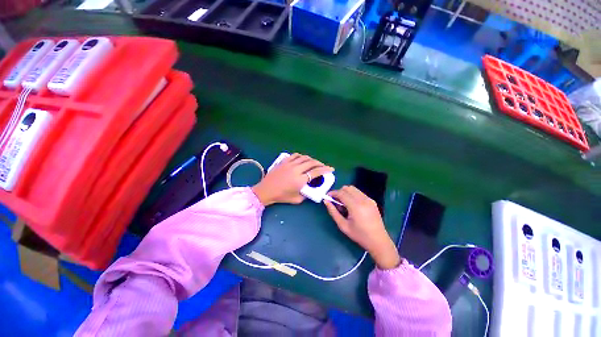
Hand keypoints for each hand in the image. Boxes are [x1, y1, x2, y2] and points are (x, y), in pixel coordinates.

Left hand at [252, 153, 332, 205]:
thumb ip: (306, 195)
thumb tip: (312, 190)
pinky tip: (303, 159)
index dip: (325, 170)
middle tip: (324, 166)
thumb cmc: (281, 196)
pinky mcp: (284, 161)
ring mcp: (289, 164)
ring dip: (312, 159)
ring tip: (315, 163)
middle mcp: (296, 169)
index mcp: (300, 180)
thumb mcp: (296, 199)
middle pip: (312, 163)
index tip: (331, 169)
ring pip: (304, 157)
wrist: (265, 190)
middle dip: (320, 164)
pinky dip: (302, 156)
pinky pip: (296, 155)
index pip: (316, 172)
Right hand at [325, 186, 400, 269]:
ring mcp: (369, 199)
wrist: (378, 241)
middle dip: (339, 192)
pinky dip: (352, 195)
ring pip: (353, 189)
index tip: (327, 197)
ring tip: (344, 205)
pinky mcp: (372, 201)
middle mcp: (363, 199)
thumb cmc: (359, 235)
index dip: (333, 193)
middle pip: (347, 188)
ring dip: (346, 193)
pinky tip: (352, 206)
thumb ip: (333, 212)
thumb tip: (326, 201)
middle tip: (336, 202)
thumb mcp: (343, 225)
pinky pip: (359, 193)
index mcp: (355, 206)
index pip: (341, 193)